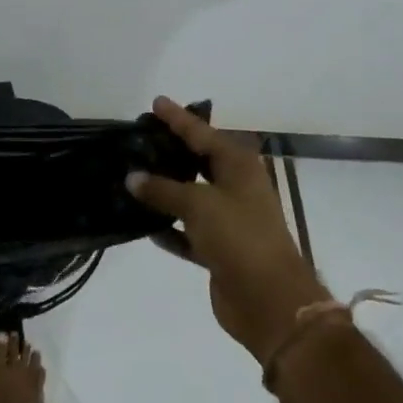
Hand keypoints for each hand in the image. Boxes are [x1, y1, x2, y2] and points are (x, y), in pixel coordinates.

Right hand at [128, 97, 329, 362]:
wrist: (270, 300)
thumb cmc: (239, 237)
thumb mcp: (199, 204)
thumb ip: (163, 189)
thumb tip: (133, 177)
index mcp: (238, 165)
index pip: (201, 132)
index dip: (178, 118)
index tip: (155, 102)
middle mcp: (235, 187)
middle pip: (198, 161)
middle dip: (171, 151)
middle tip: (140, 139)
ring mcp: (228, 219)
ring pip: (190, 197)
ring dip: (165, 192)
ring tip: (133, 177)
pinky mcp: (219, 249)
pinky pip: (187, 231)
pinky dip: (169, 229)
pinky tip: (144, 226)